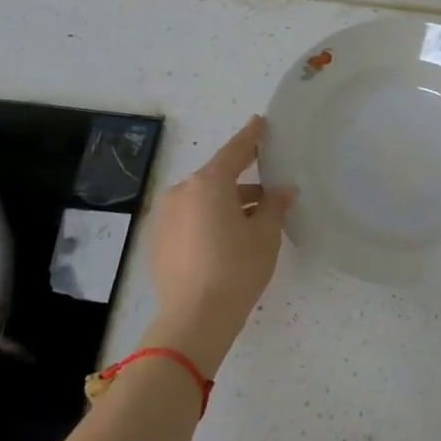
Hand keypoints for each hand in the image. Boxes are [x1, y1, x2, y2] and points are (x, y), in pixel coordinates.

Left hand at [147, 116, 295, 371]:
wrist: (194, 318)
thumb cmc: (236, 269)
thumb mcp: (265, 235)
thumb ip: (275, 205)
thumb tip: (283, 190)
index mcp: (208, 183)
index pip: (235, 151)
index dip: (251, 137)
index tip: (260, 122)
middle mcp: (181, 192)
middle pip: (217, 178)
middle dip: (243, 181)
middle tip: (269, 191)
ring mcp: (164, 216)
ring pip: (202, 200)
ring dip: (226, 204)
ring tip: (253, 222)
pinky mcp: (157, 240)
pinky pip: (189, 219)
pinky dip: (208, 221)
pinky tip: (227, 241)